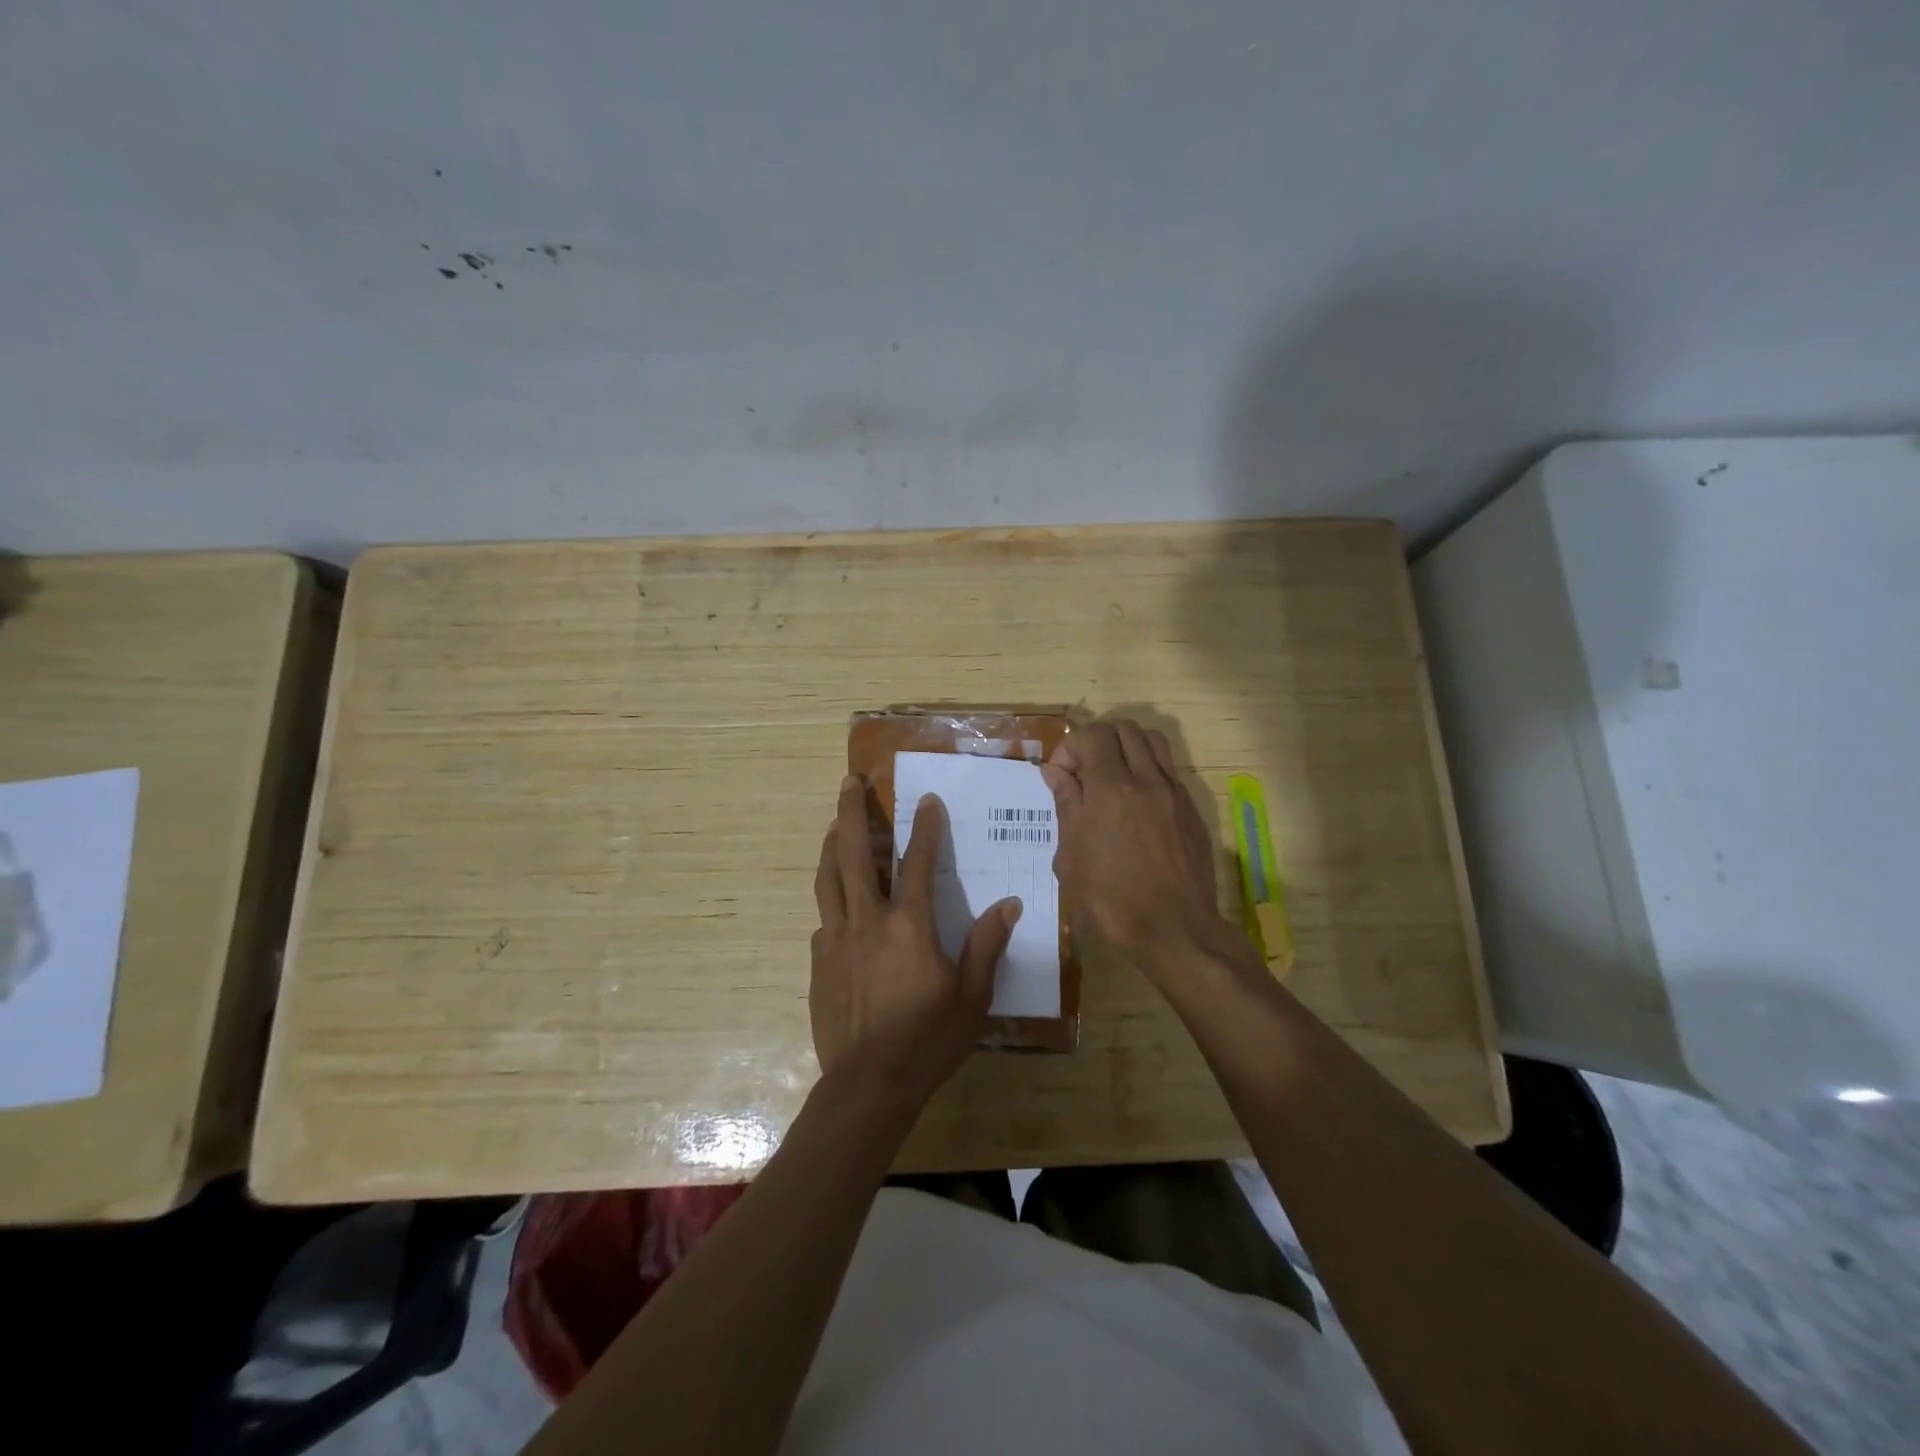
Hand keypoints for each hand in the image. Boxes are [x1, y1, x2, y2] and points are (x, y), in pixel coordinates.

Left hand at [810, 775, 1020, 1105]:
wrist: (868, 1085)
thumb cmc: (927, 1040)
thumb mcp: (972, 997)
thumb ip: (987, 945)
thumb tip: (1009, 904)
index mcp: (908, 925)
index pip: (918, 863)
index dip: (925, 828)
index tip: (925, 800)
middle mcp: (867, 921)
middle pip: (852, 854)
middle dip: (851, 813)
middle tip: (848, 782)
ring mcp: (837, 940)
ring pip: (827, 879)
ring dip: (830, 845)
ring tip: (832, 824)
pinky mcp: (819, 962)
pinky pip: (824, 919)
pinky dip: (831, 900)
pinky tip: (838, 903)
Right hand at [1041, 719, 1232, 972]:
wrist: (1175, 930)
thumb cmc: (1112, 900)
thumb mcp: (1072, 857)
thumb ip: (1067, 806)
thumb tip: (1058, 773)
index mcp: (1112, 789)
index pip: (1092, 735)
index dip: (1069, 748)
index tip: (1060, 777)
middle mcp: (1147, 780)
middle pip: (1124, 728)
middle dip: (1097, 740)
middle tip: (1083, 772)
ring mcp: (1174, 793)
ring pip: (1152, 741)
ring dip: (1126, 747)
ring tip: (1111, 777)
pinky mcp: (1191, 810)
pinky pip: (1168, 770)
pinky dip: (1147, 770)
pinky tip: (1136, 803)